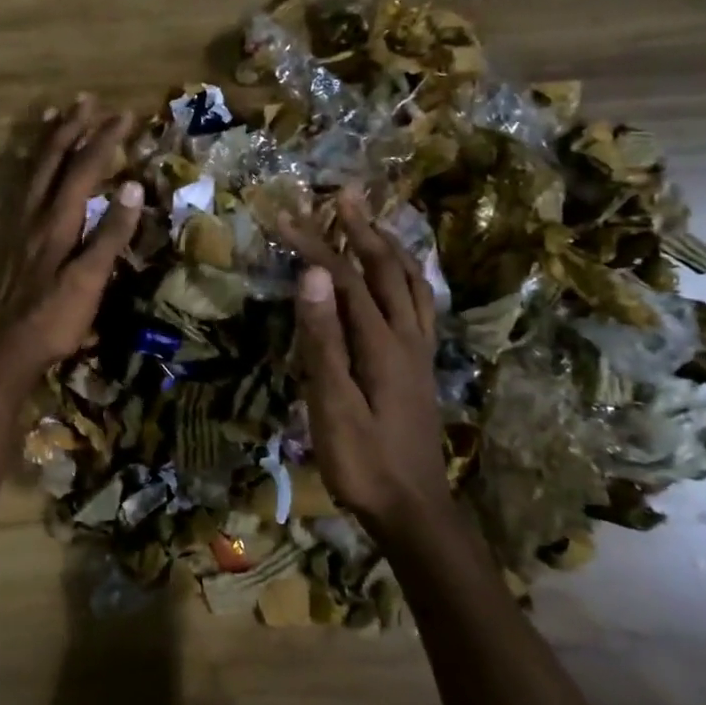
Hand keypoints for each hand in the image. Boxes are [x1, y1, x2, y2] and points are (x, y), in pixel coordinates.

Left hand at [0, 96, 142, 389]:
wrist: (3, 349)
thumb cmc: (52, 319)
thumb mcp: (90, 281)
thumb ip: (110, 234)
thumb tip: (132, 185)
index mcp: (56, 221)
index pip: (83, 168)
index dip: (104, 139)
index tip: (126, 115)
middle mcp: (32, 213)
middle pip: (51, 159)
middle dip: (71, 127)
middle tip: (87, 100)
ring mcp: (15, 224)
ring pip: (29, 169)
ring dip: (45, 139)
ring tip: (53, 115)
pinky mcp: (7, 238)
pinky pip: (17, 186)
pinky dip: (26, 164)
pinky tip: (27, 166)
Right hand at [281, 189, 451, 533]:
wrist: (413, 509)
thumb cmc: (363, 462)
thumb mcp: (332, 405)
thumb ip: (323, 340)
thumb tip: (311, 276)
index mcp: (381, 343)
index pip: (343, 279)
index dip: (313, 244)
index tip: (283, 217)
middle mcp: (407, 336)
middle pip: (386, 269)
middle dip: (360, 229)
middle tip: (343, 195)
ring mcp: (419, 351)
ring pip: (412, 283)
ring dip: (391, 248)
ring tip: (373, 223)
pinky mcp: (422, 366)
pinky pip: (421, 306)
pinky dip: (410, 278)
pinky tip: (401, 280)